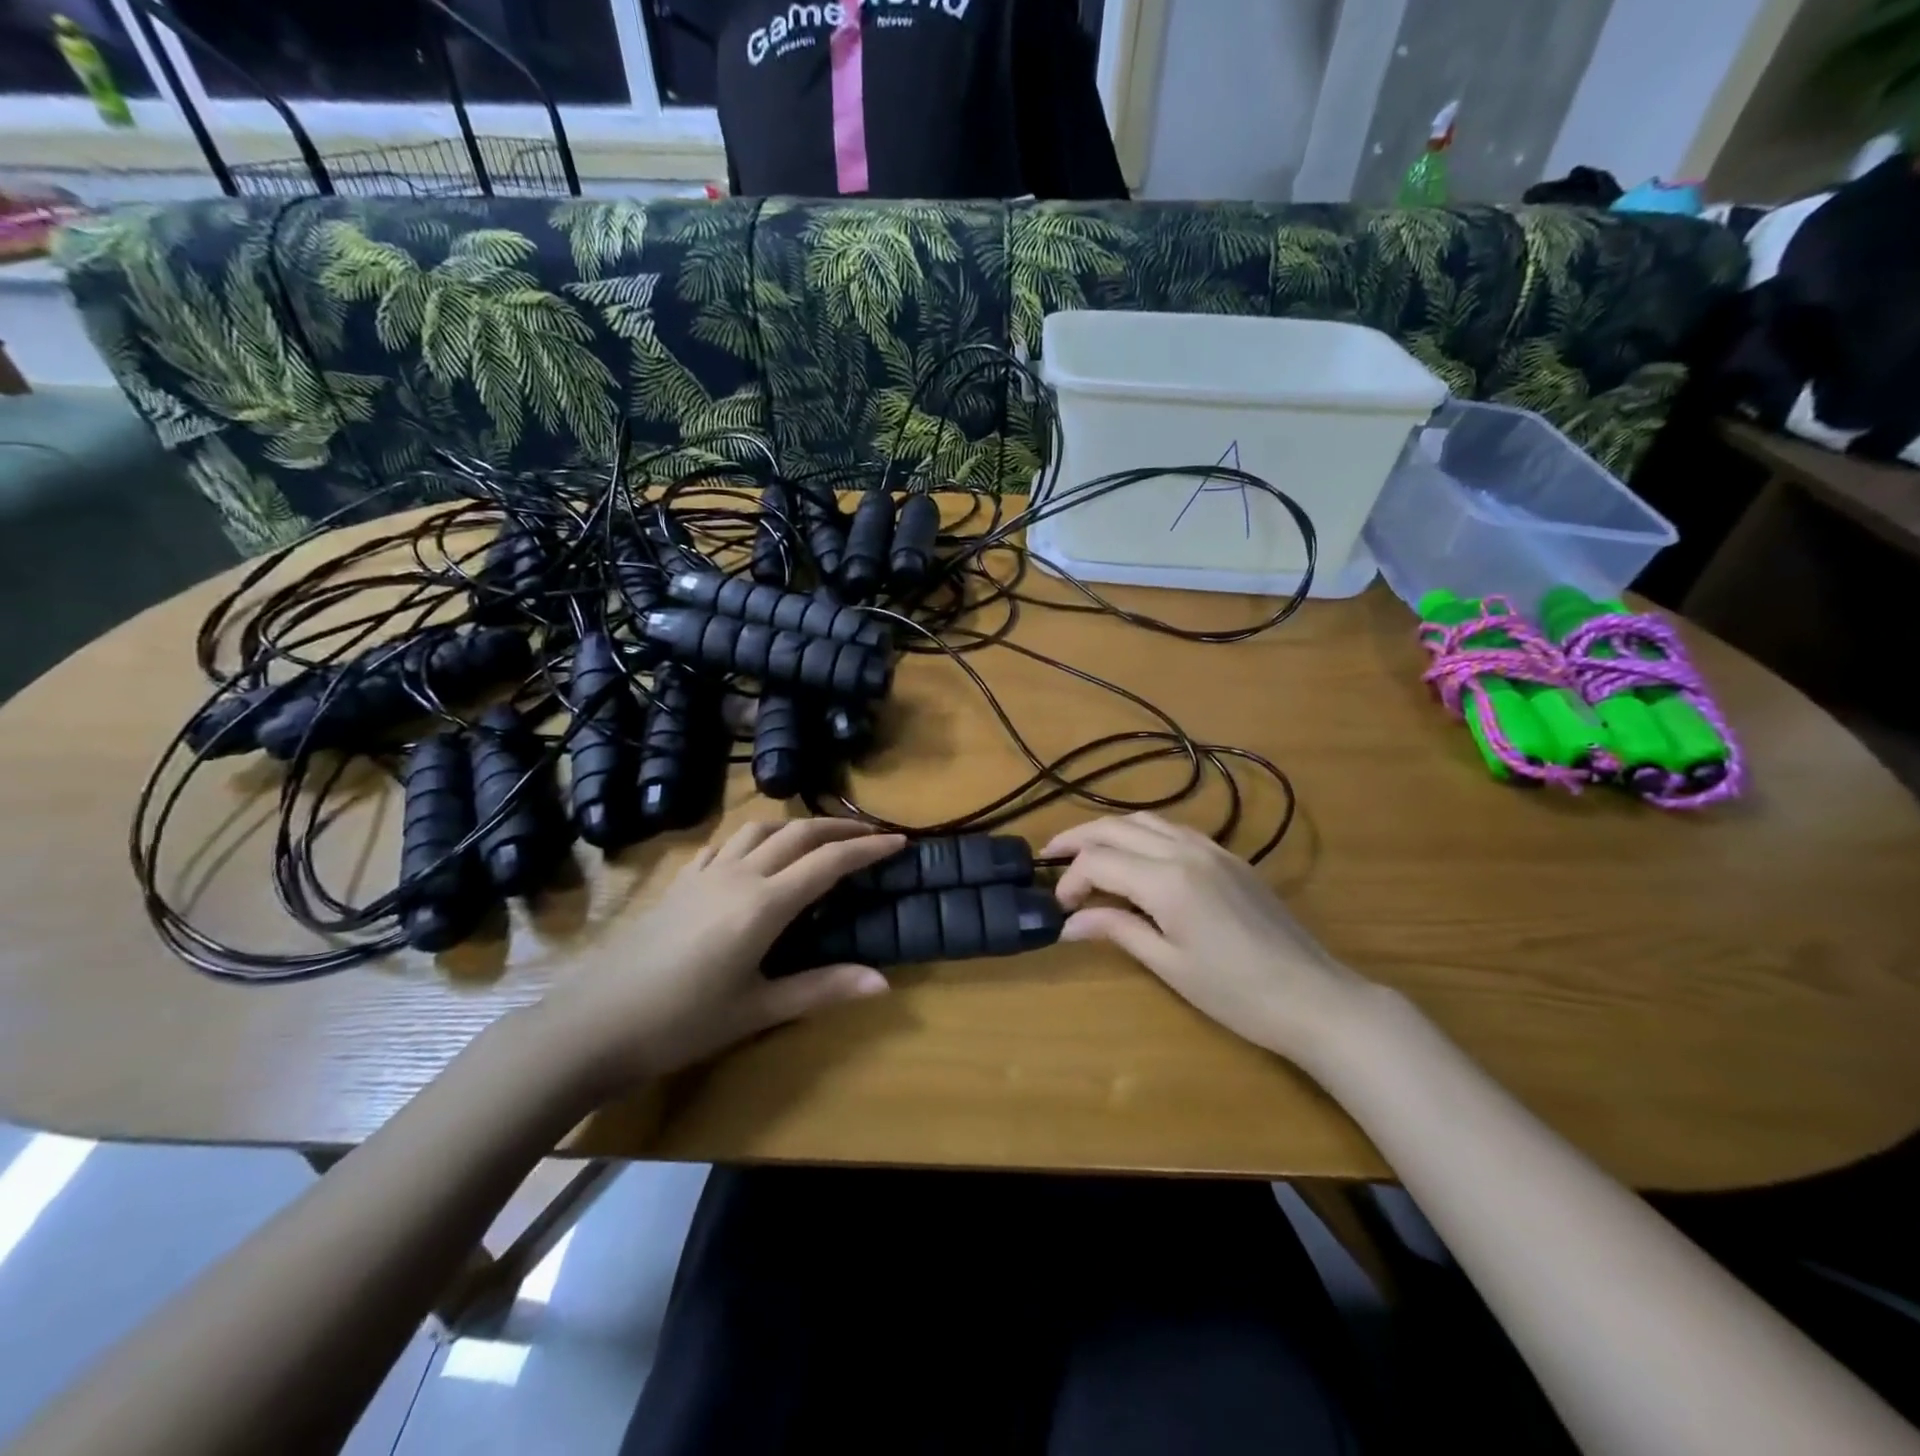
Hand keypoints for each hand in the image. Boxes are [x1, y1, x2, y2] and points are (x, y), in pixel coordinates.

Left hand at [536, 818, 905, 1091]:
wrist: (595, 1023)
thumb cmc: (681, 1022)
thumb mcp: (757, 1010)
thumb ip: (821, 988)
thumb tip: (883, 982)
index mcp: (763, 904)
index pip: (828, 863)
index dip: (867, 849)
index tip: (898, 841)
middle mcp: (739, 875)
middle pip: (798, 833)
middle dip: (839, 828)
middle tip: (870, 833)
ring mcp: (705, 873)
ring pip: (760, 828)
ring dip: (797, 825)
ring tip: (819, 837)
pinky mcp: (681, 881)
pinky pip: (726, 842)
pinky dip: (755, 836)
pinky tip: (755, 851)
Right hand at [1040, 813, 1373, 1067]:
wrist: (1314, 996)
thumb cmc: (1237, 993)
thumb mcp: (1170, 965)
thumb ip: (1118, 930)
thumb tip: (1070, 922)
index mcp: (1168, 880)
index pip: (1100, 861)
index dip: (1071, 879)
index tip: (1060, 907)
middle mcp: (1186, 851)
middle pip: (1117, 827)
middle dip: (1078, 838)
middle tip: (1048, 855)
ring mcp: (1212, 849)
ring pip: (1146, 820)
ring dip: (1110, 830)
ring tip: (1084, 851)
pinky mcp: (1229, 858)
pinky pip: (1174, 830)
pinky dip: (1142, 834)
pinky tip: (1134, 856)